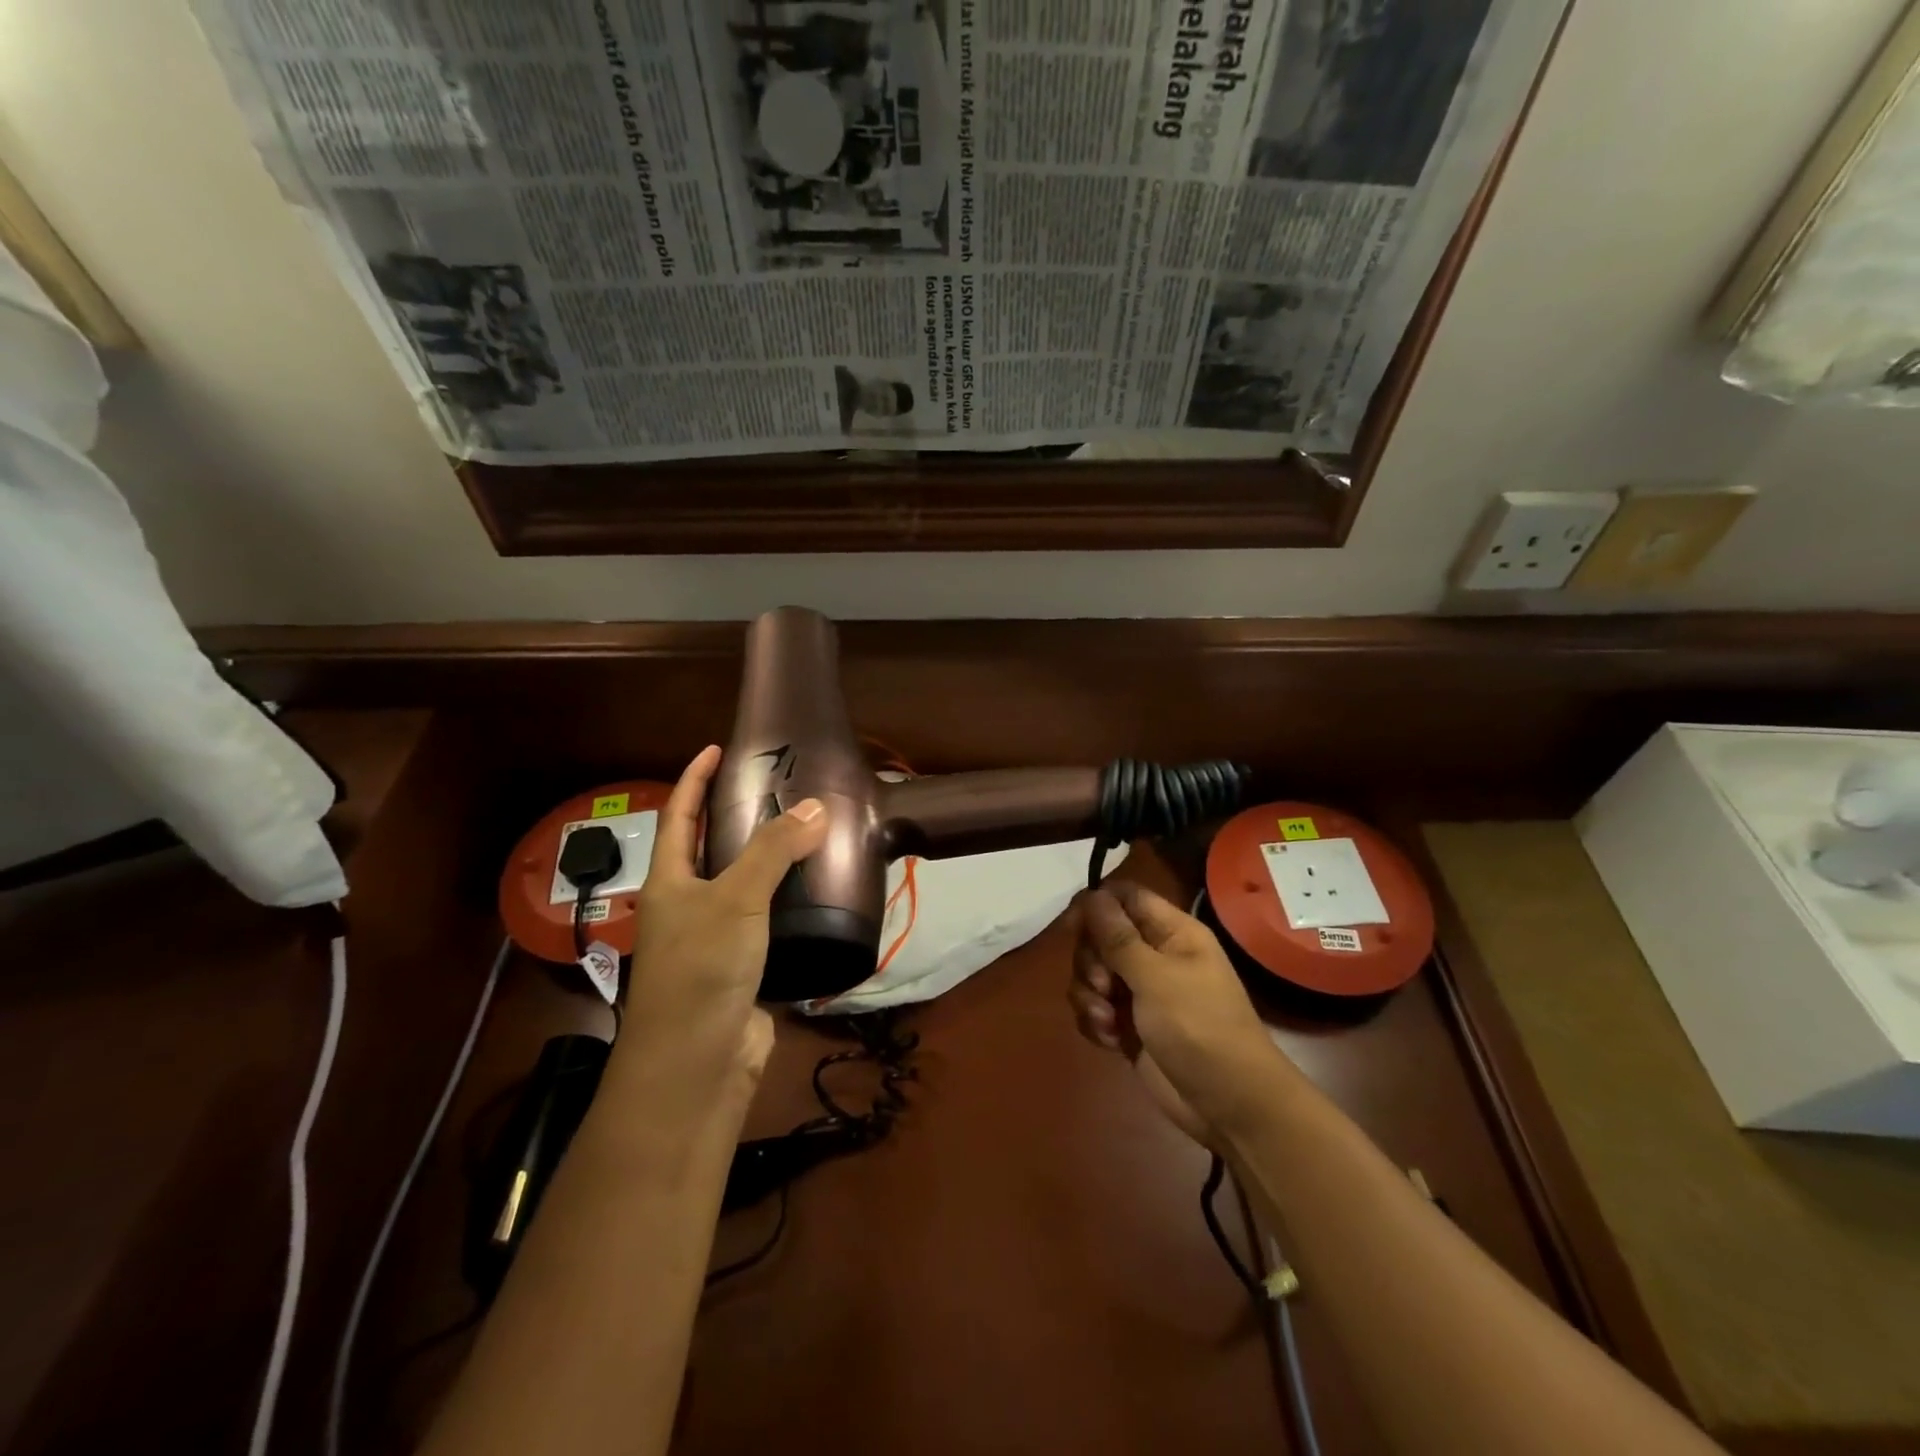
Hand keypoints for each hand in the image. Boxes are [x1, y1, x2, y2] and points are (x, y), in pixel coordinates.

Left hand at [615, 745, 828, 1094]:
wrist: (696, 1065)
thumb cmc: (702, 970)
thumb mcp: (736, 900)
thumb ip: (773, 852)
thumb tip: (815, 808)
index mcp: (670, 883)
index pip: (679, 816)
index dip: (694, 780)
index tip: (716, 749)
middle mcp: (687, 906)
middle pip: (708, 850)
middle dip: (734, 817)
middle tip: (777, 789)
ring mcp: (714, 939)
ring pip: (742, 887)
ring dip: (768, 861)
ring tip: (806, 832)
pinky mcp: (743, 968)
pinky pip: (767, 922)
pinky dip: (788, 902)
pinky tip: (817, 892)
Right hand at [1069, 881, 1289, 1138]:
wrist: (1230, 1105)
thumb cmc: (1200, 1028)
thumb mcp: (1156, 978)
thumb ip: (1117, 937)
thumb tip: (1091, 894)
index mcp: (1171, 933)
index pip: (1126, 897)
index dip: (1096, 904)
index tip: (1073, 926)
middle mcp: (1154, 956)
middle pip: (1101, 936)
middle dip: (1091, 961)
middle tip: (1104, 985)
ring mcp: (1140, 992)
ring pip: (1092, 973)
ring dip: (1089, 996)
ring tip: (1107, 1021)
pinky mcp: (1129, 1026)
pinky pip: (1095, 1008)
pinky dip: (1095, 1022)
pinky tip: (1110, 1040)